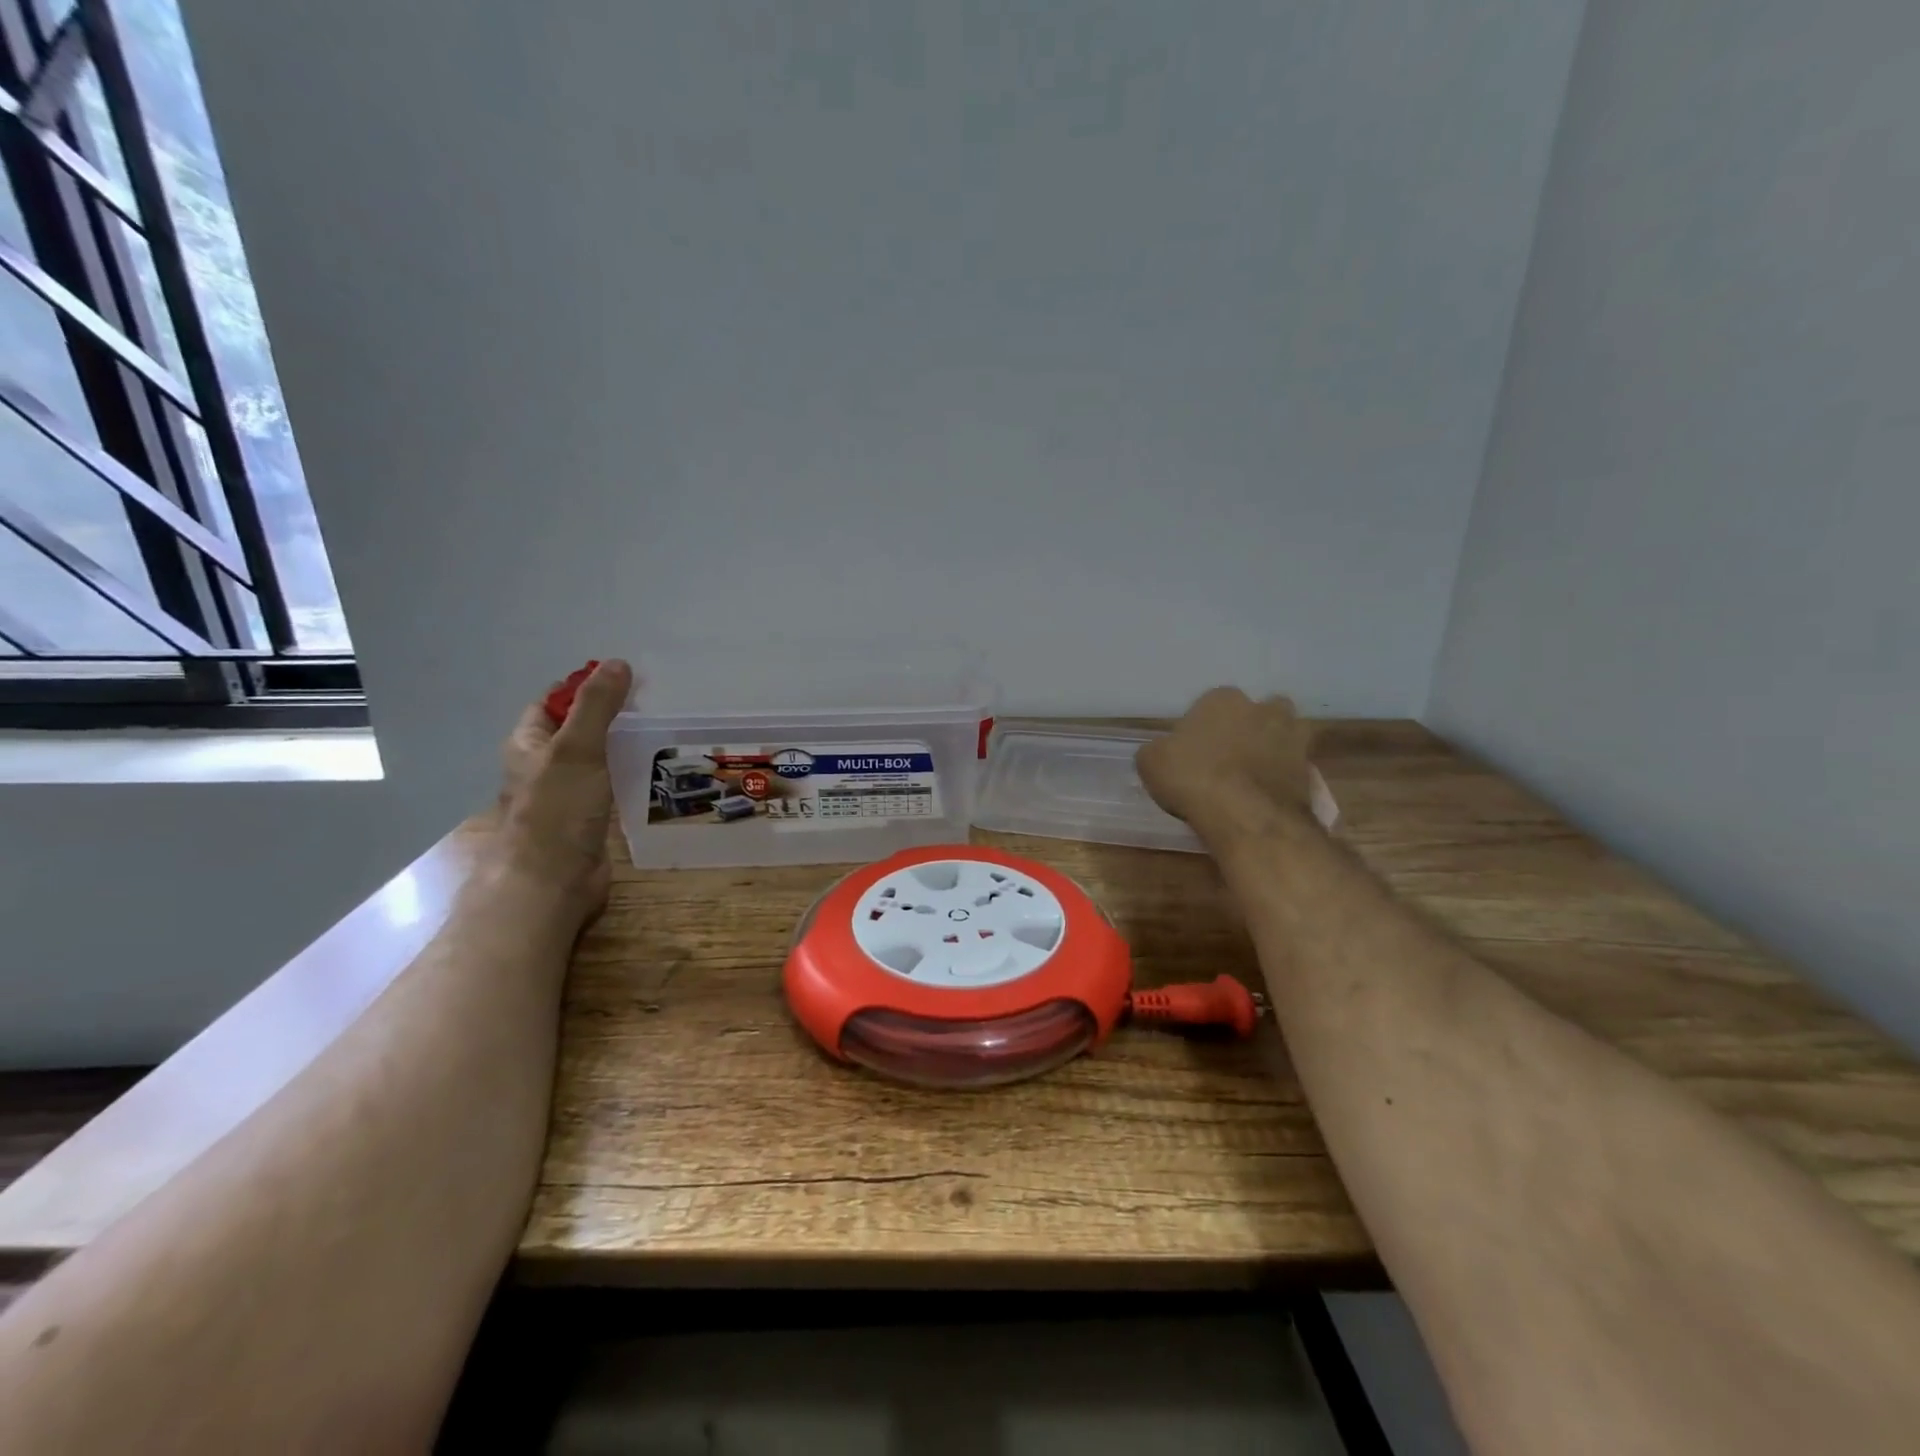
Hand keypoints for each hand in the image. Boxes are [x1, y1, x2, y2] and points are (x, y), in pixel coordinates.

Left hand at [493, 659, 634, 918]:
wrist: (550, 883)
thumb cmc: (556, 811)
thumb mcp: (577, 749)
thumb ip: (596, 706)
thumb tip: (617, 663)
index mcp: (528, 744)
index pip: (553, 702)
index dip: (584, 686)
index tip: (626, 678)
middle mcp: (543, 766)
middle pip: (577, 729)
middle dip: (610, 715)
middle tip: (655, 704)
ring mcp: (566, 795)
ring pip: (596, 759)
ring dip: (622, 746)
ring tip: (663, 733)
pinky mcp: (588, 820)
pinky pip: (610, 786)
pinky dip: (629, 775)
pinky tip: (656, 772)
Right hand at [1136, 687, 1314, 838]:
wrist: (1246, 815)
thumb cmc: (1192, 778)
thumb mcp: (1151, 762)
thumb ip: (1159, 750)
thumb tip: (1164, 752)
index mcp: (1222, 698)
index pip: (1210, 704)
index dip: (1201, 727)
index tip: (1193, 750)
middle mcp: (1262, 708)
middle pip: (1254, 713)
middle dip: (1245, 729)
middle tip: (1227, 758)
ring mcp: (1292, 737)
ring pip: (1282, 735)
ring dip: (1271, 749)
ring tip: (1252, 777)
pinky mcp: (1310, 769)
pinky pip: (1292, 768)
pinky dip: (1282, 778)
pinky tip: (1265, 797)